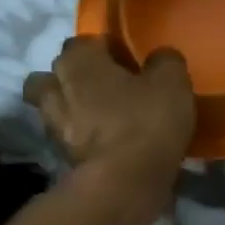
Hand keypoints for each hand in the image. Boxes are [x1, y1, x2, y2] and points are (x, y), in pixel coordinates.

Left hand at [23, 37, 194, 182]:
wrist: (124, 182)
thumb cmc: (146, 121)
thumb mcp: (172, 82)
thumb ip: (165, 61)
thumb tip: (160, 58)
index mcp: (78, 60)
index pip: (85, 41)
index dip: (107, 49)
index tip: (130, 62)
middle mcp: (55, 86)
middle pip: (59, 72)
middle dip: (78, 76)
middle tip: (111, 87)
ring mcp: (52, 124)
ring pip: (55, 105)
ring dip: (73, 106)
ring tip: (102, 116)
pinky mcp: (58, 155)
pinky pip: (67, 135)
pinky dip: (81, 136)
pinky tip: (105, 142)